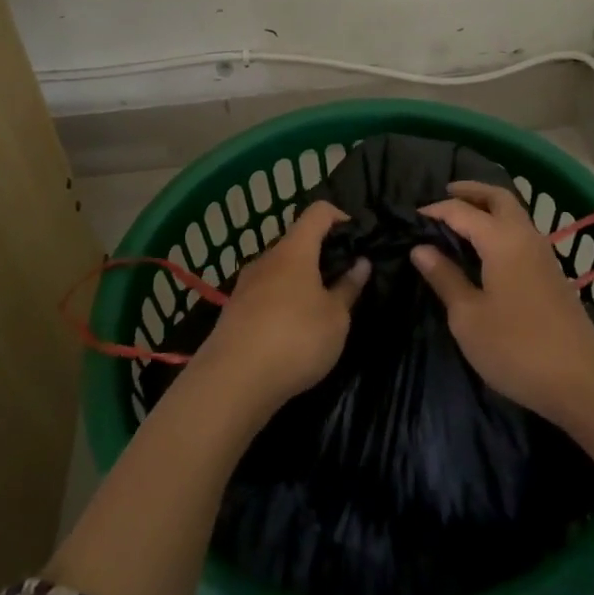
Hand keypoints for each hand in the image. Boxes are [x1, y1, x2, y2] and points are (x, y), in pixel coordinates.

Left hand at [192, 201, 368, 419]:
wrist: (232, 381)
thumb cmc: (295, 339)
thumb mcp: (335, 318)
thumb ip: (348, 288)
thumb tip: (361, 262)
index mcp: (295, 250)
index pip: (318, 213)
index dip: (340, 216)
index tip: (357, 237)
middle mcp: (267, 258)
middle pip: (297, 242)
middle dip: (321, 255)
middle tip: (344, 279)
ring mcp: (246, 284)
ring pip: (280, 270)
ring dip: (301, 281)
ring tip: (320, 308)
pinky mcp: (234, 311)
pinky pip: (265, 294)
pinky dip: (282, 301)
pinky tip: (292, 330)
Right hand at [412, 180, 593, 421]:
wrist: (583, 382)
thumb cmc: (517, 348)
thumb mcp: (468, 317)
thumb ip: (445, 278)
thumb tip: (421, 249)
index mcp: (501, 240)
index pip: (462, 211)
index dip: (437, 209)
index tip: (413, 216)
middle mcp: (525, 236)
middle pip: (499, 197)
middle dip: (471, 191)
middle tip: (445, 194)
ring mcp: (543, 254)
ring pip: (514, 213)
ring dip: (489, 207)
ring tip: (462, 218)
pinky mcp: (552, 273)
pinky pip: (521, 232)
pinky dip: (501, 226)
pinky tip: (487, 249)